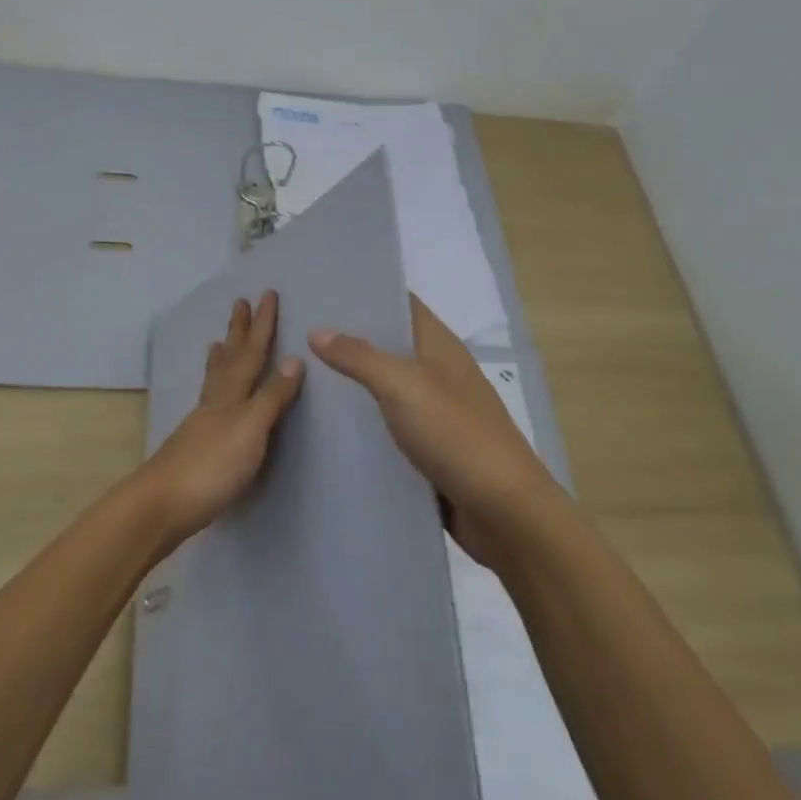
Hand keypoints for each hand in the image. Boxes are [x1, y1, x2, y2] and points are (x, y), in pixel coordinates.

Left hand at [140, 291, 302, 548]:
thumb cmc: (212, 465)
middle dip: (238, 331)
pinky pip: (209, 402)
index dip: (262, 324)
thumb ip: (272, 396)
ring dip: (222, 357)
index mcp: (231, 394)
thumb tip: (294, 357)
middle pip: (229, 358)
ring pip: (215, 379)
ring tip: (218, 341)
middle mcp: (215, 401)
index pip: (252, 352)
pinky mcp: (195, 444)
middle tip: (239, 302)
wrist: (162, 505)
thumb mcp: (251, 428)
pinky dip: (213, 389)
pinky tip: (211, 399)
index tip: (267, 293)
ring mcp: (202, 422)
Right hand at [311, 295, 554, 565]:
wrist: (504, 512)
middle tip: (296, 330)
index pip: (401, 303)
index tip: (322, 287)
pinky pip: (388, 425)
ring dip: (352, 382)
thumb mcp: (404, 386)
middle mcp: (438, 372)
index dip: (366, 292)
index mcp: (440, 346)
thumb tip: (317, 330)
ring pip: (385, 387)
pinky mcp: (428, 449)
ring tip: (299, 372)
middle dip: (349, 337)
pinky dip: (362, 421)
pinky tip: (326, 423)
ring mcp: (435, 412)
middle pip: (389, 345)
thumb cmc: (457, 434)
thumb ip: (360, 357)